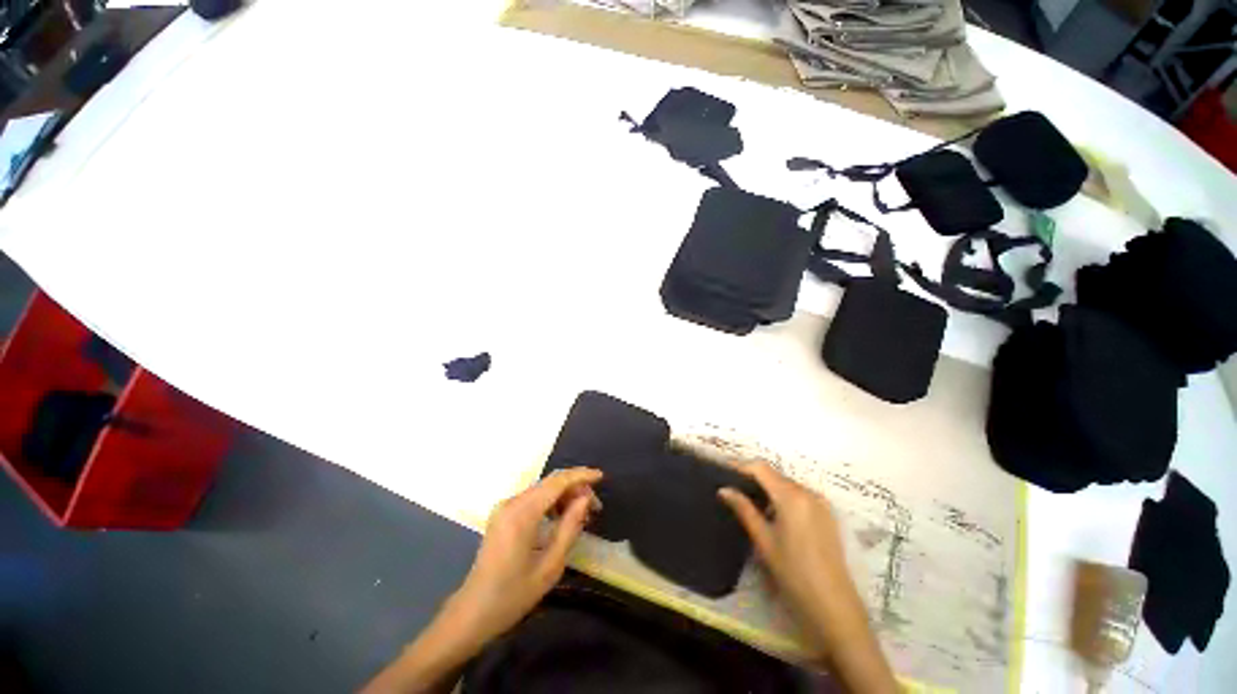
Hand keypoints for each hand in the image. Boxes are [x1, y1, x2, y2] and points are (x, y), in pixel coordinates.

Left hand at [363, 468, 602, 693]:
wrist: (472, 613)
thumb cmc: (513, 595)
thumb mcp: (550, 565)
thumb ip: (570, 527)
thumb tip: (585, 499)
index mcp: (522, 513)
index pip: (557, 481)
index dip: (581, 476)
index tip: (601, 477)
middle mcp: (512, 502)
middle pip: (550, 483)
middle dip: (575, 488)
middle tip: (595, 507)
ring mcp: (505, 507)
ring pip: (542, 489)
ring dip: (564, 495)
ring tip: (582, 513)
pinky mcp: (502, 514)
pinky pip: (533, 498)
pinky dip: (551, 502)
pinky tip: (562, 517)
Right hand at [719, 461, 897, 692]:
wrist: (833, 605)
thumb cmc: (793, 572)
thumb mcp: (763, 540)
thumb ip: (743, 509)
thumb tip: (724, 489)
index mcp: (791, 496)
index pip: (761, 468)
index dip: (741, 465)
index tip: (723, 470)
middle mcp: (808, 492)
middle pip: (775, 474)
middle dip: (753, 477)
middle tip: (733, 487)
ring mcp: (821, 503)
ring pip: (787, 484)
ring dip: (768, 487)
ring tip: (749, 500)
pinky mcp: (827, 514)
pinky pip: (800, 495)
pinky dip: (783, 496)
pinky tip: (773, 513)